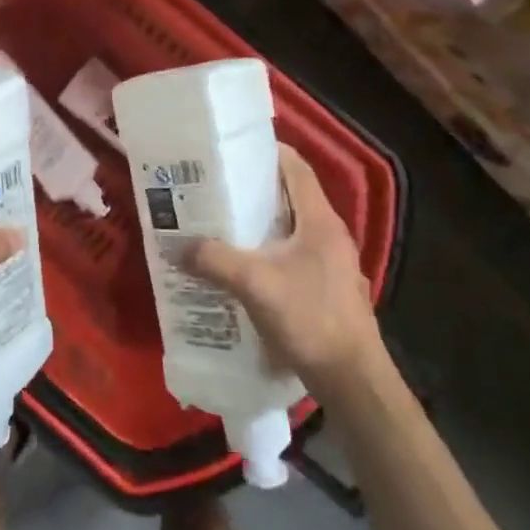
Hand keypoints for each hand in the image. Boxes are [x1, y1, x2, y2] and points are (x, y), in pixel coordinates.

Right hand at [190, 145, 386, 399]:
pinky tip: (244, 265)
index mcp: (320, 221)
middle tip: (215, 186)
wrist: (353, 380)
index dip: (267, 152)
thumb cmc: (310, 319)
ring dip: (261, 221)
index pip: (296, 168)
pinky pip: (294, 253)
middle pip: (291, 195)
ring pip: (292, 226)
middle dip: (254, 188)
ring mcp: (332, 262)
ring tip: (222, 222)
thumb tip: (176, 246)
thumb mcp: (255, 285)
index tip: (231, 150)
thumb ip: (215, 261)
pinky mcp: (327, 286)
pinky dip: (269, 249)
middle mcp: (329, 234)